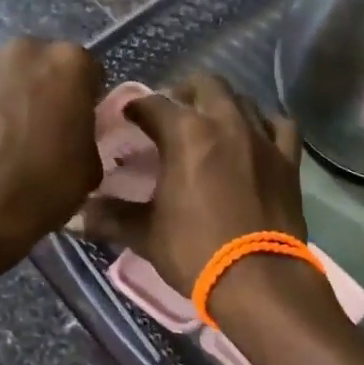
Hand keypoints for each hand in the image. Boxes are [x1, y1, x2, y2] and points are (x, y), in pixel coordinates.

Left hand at [0, 38, 101, 266]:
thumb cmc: (43, 187)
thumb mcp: (89, 166)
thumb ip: (85, 133)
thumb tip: (73, 132)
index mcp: (67, 63)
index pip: (87, 69)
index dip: (85, 97)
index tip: (79, 121)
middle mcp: (22, 51)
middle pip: (41, 64)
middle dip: (45, 88)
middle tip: (44, 126)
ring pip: (4, 76)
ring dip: (10, 96)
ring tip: (7, 137)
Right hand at [80, 75, 311, 296]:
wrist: (259, 279)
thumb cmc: (196, 252)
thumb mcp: (146, 235)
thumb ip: (111, 218)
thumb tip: (74, 216)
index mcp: (186, 134)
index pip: (154, 104)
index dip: (137, 107)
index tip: (128, 117)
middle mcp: (226, 123)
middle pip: (205, 85)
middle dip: (184, 93)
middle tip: (172, 115)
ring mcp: (263, 138)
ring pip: (243, 100)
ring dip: (223, 105)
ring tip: (211, 125)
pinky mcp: (289, 160)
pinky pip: (280, 125)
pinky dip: (265, 124)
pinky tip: (257, 137)